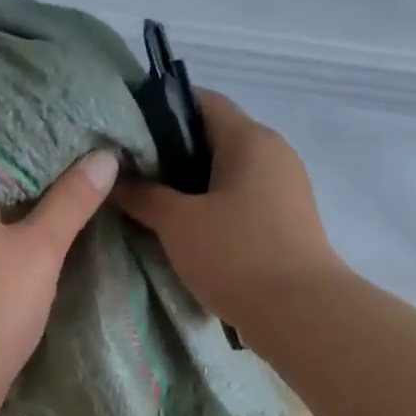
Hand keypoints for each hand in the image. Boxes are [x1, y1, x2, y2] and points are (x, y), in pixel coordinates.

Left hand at [0, 150, 119, 401]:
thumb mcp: (41, 248)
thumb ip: (72, 201)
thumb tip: (106, 156)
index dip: (35, 140)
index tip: (74, 133)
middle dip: (33, 174)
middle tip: (80, 156)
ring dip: (22, 205)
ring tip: (67, 186)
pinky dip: (9, 232)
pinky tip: (38, 230)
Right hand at [115, 91, 342, 330]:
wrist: (300, 314)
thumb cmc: (236, 255)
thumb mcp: (178, 223)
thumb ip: (144, 195)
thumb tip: (115, 180)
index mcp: (250, 139)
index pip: (201, 102)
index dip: (160, 109)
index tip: (125, 130)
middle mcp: (273, 153)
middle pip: (213, 137)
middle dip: (170, 153)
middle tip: (129, 174)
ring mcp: (284, 189)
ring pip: (226, 173)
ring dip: (189, 186)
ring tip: (149, 204)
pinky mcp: (286, 222)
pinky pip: (240, 201)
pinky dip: (211, 208)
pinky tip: (184, 232)